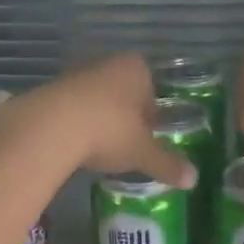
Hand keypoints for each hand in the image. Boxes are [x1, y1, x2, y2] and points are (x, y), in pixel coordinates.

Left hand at [20, 54, 195, 187]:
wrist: (49, 127)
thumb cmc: (108, 130)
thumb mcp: (142, 152)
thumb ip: (167, 163)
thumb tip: (193, 179)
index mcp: (135, 69)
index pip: (152, 87)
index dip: (151, 112)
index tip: (148, 135)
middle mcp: (107, 64)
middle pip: (123, 91)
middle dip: (125, 114)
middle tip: (126, 144)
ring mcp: (76, 74)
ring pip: (96, 98)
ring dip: (99, 118)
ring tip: (99, 148)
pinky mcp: (50, 90)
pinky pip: (71, 107)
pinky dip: (75, 123)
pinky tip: (74, 146)